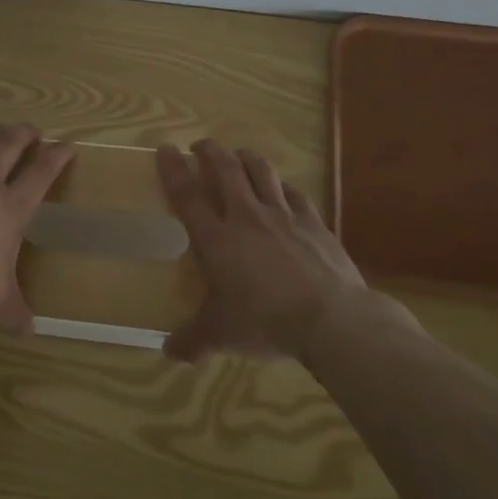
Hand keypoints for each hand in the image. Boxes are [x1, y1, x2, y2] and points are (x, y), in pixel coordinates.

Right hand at [157, 140, 418, 361]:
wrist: (331, 319)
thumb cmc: (265, 322)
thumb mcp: (221, 336)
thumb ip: (192, 342)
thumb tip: (168, 353)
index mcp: (216, 239)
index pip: (187, 195)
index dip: (173, 169)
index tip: (166, 148)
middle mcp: (246, 217)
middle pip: (225, 169)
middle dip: (210, 151)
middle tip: (201, 145)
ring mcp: (283, 216)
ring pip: (261, 171)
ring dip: (246, 158)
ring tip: (239, 154)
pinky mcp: (314, 223)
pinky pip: (295, 193)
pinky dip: (283, 186)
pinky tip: (283, 188)